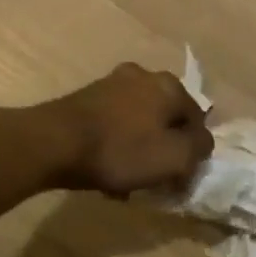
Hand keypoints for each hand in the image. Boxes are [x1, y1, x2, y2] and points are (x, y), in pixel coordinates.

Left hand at [39, 63, 212, 196]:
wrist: (53, 143)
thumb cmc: (121, 150)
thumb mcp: (174, 157)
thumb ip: (199, 149)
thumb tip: (202, 143)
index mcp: (170, 86)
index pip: (197, 122)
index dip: (193, 153)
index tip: (180, 178)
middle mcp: (144, 76)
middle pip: (166, 120)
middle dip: (164, 149)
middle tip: (155, 178)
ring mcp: (112, 83)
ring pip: (139, 123)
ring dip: (139, 150)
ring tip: (127, 181)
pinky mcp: (86, 97)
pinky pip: (114, 124)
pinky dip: (116, 145)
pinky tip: (105, 171)